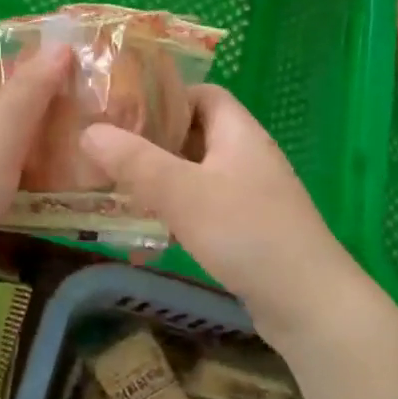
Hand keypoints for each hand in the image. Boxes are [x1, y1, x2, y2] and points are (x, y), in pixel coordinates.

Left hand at [0, 46, 70, 269]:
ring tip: (75, 157)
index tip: (80, 76)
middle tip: (89, 122)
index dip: (39, 66)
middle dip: (42, 108)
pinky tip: (38, 195)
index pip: (3, 68)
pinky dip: (18, 176)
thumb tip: (59, 44)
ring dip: (32, 144)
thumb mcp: (1, 132)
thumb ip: (30, 90)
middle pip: (2, 105)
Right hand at [79, 85, 361, 346]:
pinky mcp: (249, 229)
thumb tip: (88, 131)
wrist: (309, 304)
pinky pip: (205, 209)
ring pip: (196, 175)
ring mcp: (251, 194)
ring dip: (160, 183)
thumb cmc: (247, 233)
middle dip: (152, 144)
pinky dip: (176, 216)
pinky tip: (148, 240)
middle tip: (108, 154)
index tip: (122, 111)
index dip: (164, 97)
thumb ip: (136, 162)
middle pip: (195, 135)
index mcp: (238, 132)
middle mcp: (247, 156)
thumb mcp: (184, 193)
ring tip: (117, 195)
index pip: (202, 94)